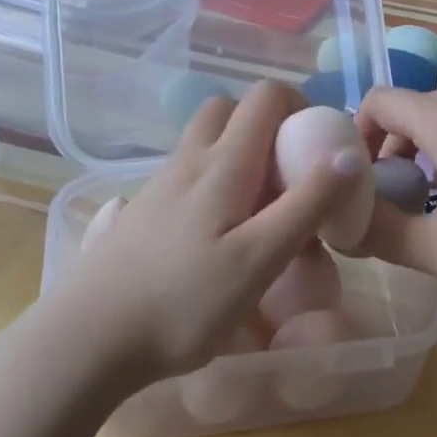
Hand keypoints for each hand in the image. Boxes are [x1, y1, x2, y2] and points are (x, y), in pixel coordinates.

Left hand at [47, 80, 363, 385]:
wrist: (87, 339)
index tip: (319, 150)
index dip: (300, 107)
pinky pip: (186, 175)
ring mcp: (158, 186)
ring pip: (204, 142)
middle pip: (229, 109)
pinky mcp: (141, 213)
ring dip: (238, 155)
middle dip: (267, 127)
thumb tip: (348, 153)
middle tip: (288, 176)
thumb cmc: (183, 303)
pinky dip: (212, 183)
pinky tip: (216, 235)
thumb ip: (307, 204)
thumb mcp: (259, 259)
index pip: (266, 97)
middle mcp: (188, 161)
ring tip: (257, 210)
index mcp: (222, 164)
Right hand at [356, 83, 436, 331]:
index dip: (357, 130)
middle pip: (420, 101)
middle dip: (394, 136)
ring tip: (432, 183)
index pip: (383, 100)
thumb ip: (379, 233)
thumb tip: (343, 227)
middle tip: (392, 184)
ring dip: (433, 134)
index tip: (358, 173)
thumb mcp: (432, 249)